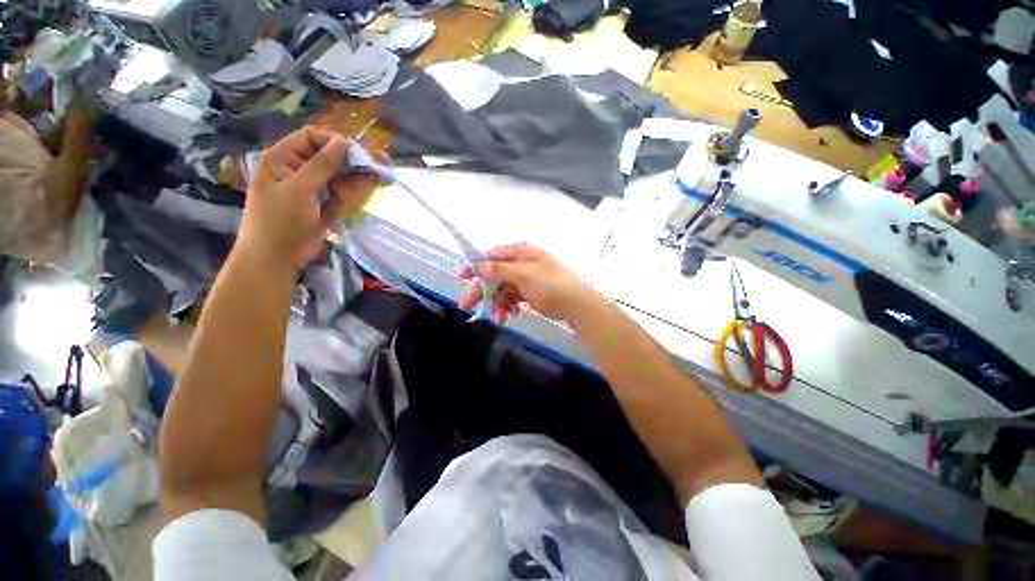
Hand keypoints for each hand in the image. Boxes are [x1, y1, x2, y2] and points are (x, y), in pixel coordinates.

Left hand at [238, 127, 382, 271]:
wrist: (277, 258)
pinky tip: (373, 188)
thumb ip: (321, 166)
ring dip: (360, 178)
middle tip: (383, 164)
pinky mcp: (326, 202)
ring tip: (381, 179)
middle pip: (332, 157)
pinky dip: (358, 191)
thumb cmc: (280, 222)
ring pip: (343, 175)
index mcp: (283, 158)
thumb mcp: (299, 190)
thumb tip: (342, 142)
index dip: (336, 143)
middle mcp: (300, 168)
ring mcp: (315, 187)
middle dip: (356, 162)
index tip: (359, 154)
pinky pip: (345, 191)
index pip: (312, 138)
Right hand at [457, 243, 597, 323]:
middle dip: (483, 291)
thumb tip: (479, 265)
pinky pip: (513, 297)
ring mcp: (527, 278)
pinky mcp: (531, 292)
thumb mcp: (524, 275)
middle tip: (468, 306)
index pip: (492, 256)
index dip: (476, 267)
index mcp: (520, 253)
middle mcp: (522, 263)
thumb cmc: (550, 286)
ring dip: (498, 303)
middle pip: (495, 275)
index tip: (461, 278)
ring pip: (503, 289)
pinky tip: (511, 315)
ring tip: (500, 318)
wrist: (577, 305)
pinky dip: (509, 306)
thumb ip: (500, 270)